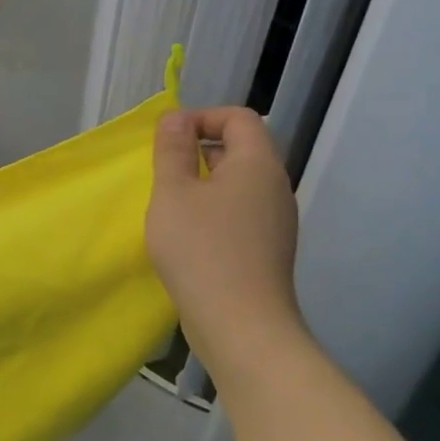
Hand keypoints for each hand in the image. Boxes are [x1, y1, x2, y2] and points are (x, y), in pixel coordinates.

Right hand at [147, 107, 305, 376]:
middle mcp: (275, 187)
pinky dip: (214, 210)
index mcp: (258, 164)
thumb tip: (176, 118)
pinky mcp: (268, 249)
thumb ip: (173, 150)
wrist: (240, 323)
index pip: (239, 118)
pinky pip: (241, 212)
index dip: (202, 117)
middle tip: (163, 170)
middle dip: (200, 149)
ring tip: (170, 203)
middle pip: (242, 149)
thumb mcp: (173, 192)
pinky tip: (188, 234)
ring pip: (240, 184)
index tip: (167, 139)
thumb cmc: (201, 248)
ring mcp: (276, 221)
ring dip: (204, 182)